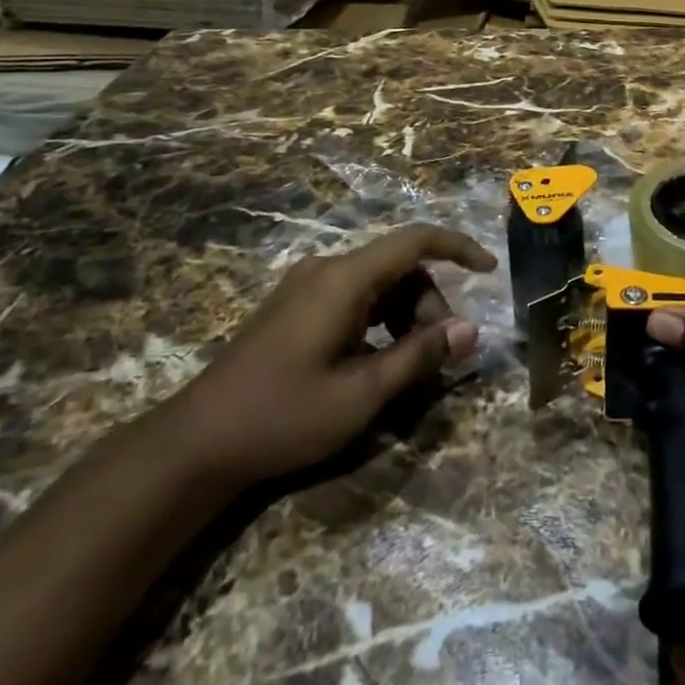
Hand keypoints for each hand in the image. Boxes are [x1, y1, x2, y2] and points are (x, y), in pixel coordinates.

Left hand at [163, 224, 493, 485]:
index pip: (415, 240)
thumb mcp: (361, 395)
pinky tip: (374, 363)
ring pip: (377, 284)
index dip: (458, 247)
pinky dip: (378, 321)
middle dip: (429, 304)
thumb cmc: (282, 416)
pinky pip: (353, 298)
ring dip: (404, 316)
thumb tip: (470, 330)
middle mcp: (326, 270)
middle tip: (436, 357)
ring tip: (406, 367)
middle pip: (399, 267)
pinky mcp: (293, 307)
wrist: (195, 443)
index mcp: (344, 279)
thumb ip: (419, 357)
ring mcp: (305, 286)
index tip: (489, 269)